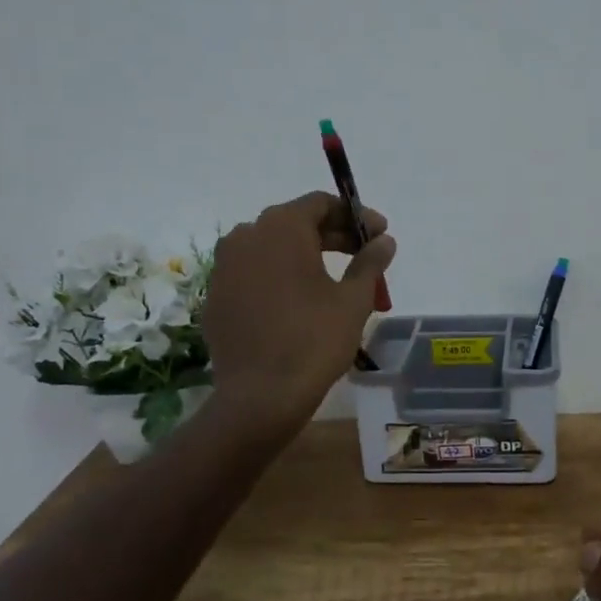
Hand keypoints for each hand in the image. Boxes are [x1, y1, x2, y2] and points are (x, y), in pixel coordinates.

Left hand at [202, 192, 395, 434]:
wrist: (260, 397)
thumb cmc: (314, 340)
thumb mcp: (353, 299)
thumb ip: (370, 262)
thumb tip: (384, 241)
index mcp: (281, 228)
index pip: (321, 203)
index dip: (355, 216)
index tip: (379, 234)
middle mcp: (246, 236)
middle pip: (296, 223)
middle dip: (334, 236)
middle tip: (365, 256)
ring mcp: (224, 266)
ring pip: (273, 248)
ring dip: (307, 255)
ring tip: (337, 279)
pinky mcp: (216, 296)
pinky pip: (254, 273)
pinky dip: (280, 276)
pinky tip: (302, 301)